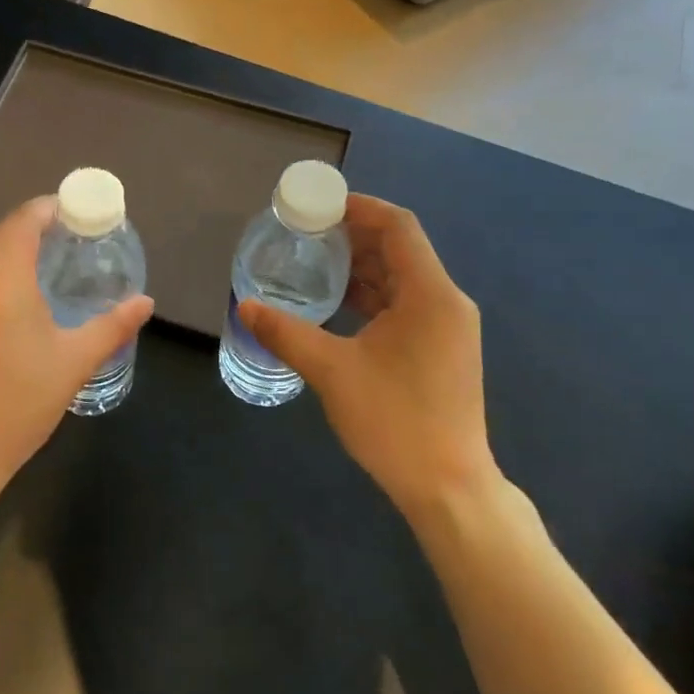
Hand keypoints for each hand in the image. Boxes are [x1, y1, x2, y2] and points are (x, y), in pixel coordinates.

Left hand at [0, 196, 153, 498]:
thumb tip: (145, 302)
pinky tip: (1, 306)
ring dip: (5, 254)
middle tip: (64, 248)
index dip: (51, 209)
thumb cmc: (13, 409)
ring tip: (36, 275)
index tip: (75, 215)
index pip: (24, 219)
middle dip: (30, 231)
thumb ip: (112, 326)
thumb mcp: (72, 365)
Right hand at [239, 195, 497, 517]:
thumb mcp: (332, 372)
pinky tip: (337, 304)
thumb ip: (287, 333)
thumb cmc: (395, 422)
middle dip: (354, 237)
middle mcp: (446, 302)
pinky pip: (405, 305)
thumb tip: (245, 307)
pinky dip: (372, 296)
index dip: (360, 208)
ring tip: (314, 262)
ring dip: (361, 267)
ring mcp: (447, 328)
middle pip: (400, 250)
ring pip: (402, 279)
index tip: (319, 205)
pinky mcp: (441, 350)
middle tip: (306, 233)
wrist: (448, 487)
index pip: (398, 227)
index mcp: (430, 295)